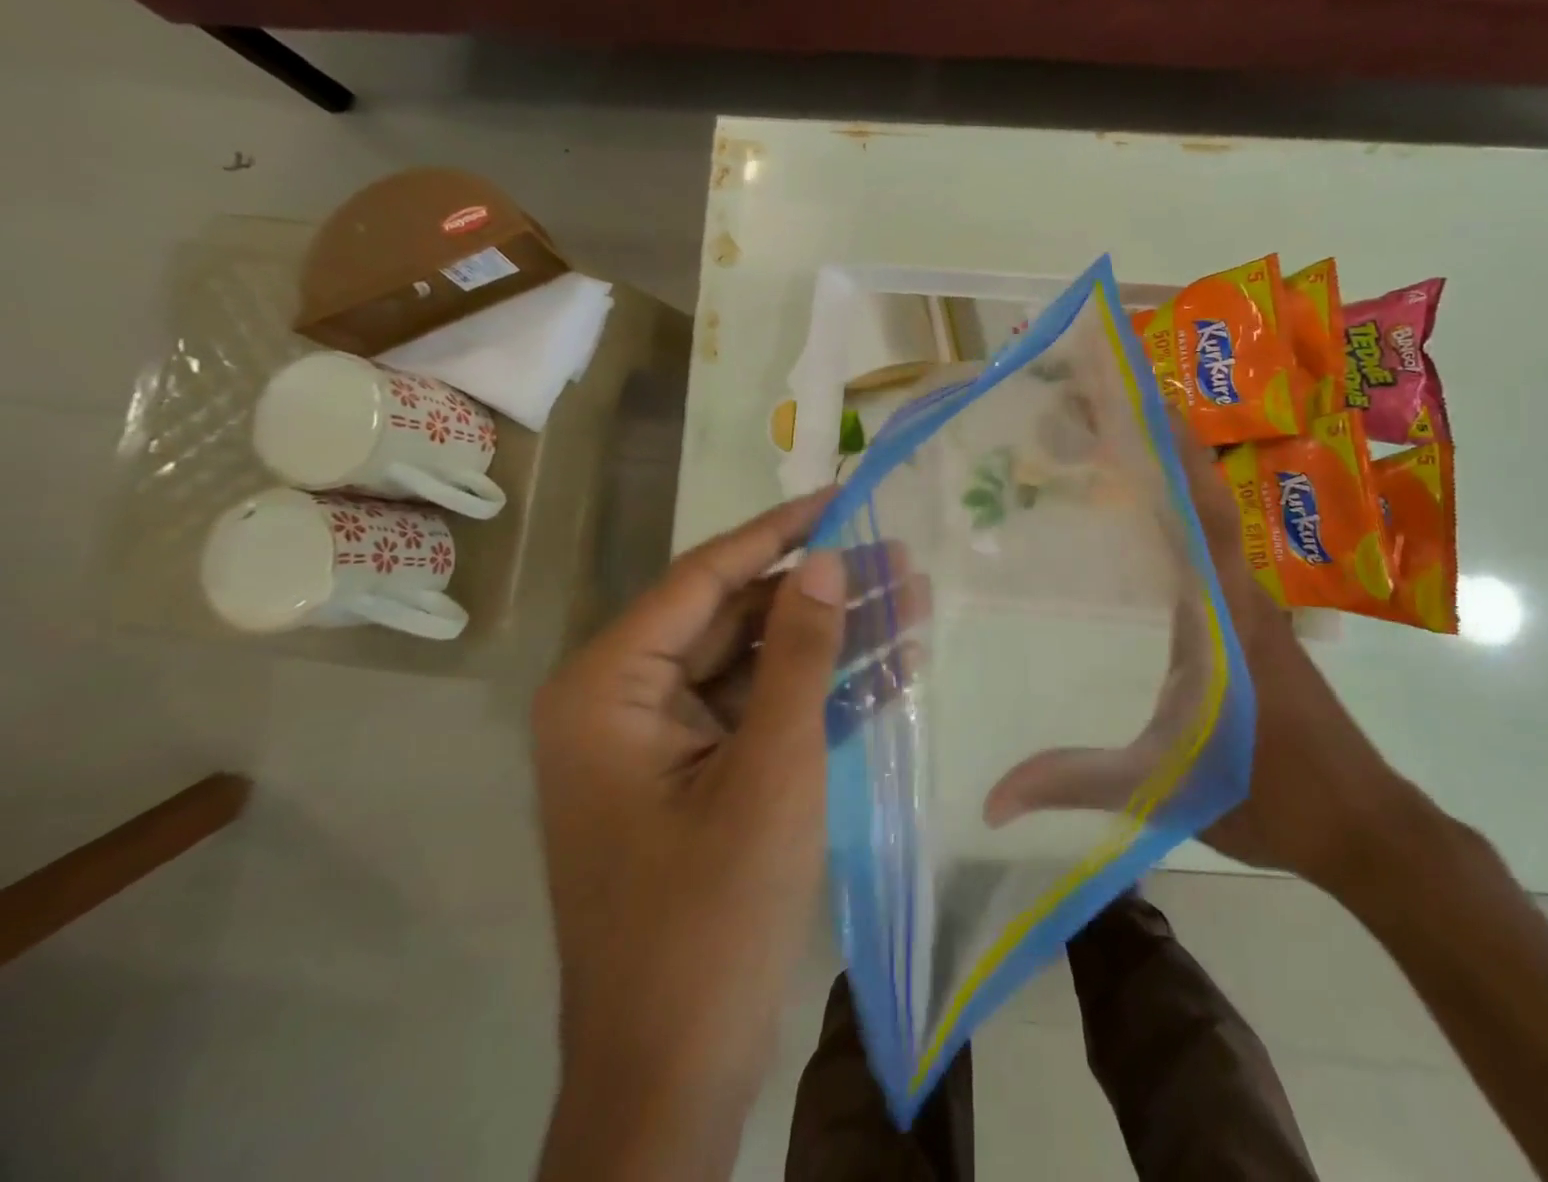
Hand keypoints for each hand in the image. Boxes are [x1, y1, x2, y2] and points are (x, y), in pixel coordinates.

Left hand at [534, 490, 847, 1176]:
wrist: (673, 1080)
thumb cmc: (712, 918)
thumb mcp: (772, 770)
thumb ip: (798, 655)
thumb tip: (825, 559)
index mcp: (608, 687)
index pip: (705, 577)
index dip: (781, 531)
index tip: (845, 494)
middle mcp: (623, 700)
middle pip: (737, 617)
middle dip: (824, 591)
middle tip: (902, 558)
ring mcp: (661, 741)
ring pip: (757, 661)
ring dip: (834, 638)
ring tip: (914, 600)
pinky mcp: (697, 775)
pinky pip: (761, 709)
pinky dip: (820, 690)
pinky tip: (892, 665)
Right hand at [982, 431, 1415, 891]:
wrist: (1359, 824)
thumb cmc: (1267, 793)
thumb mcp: (1161, 784)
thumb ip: (1075, 781)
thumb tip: (989, 799)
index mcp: (1222, 611)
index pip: (1199, 512)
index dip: (1175, 450)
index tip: (1144, 395)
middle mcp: (1239, 592)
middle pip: (1200, 498)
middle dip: (1159, 444)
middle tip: (1103, 403)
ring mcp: (1250, 606)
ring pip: (1209, 521)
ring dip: (1172, 476)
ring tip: (1114, 442)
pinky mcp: (1251, 624)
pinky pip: (1212, 551)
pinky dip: (1182, 518)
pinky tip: (1145, 524)